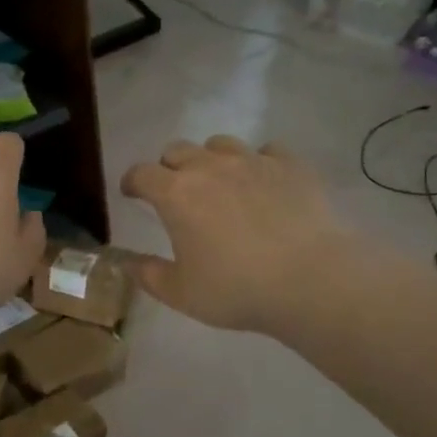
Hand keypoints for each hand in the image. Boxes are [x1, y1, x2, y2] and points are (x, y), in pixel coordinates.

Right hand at [121, 136, 352, 332]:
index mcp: (176, 194)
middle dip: (169, 167)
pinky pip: (267, 151)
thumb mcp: (181, 293)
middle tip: (175, 191)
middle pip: (177, 150)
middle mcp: (210, 167)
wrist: (311, 279)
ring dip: (211, 159)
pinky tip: (264, 182)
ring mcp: (253, 161)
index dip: (132, 181)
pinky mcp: (290, 165)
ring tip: (219, 182)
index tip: (131, 192)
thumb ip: (148, 274)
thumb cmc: (237, 290)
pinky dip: (258, 162)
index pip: (142, 173)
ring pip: (220, 144)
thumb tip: (125, 262)